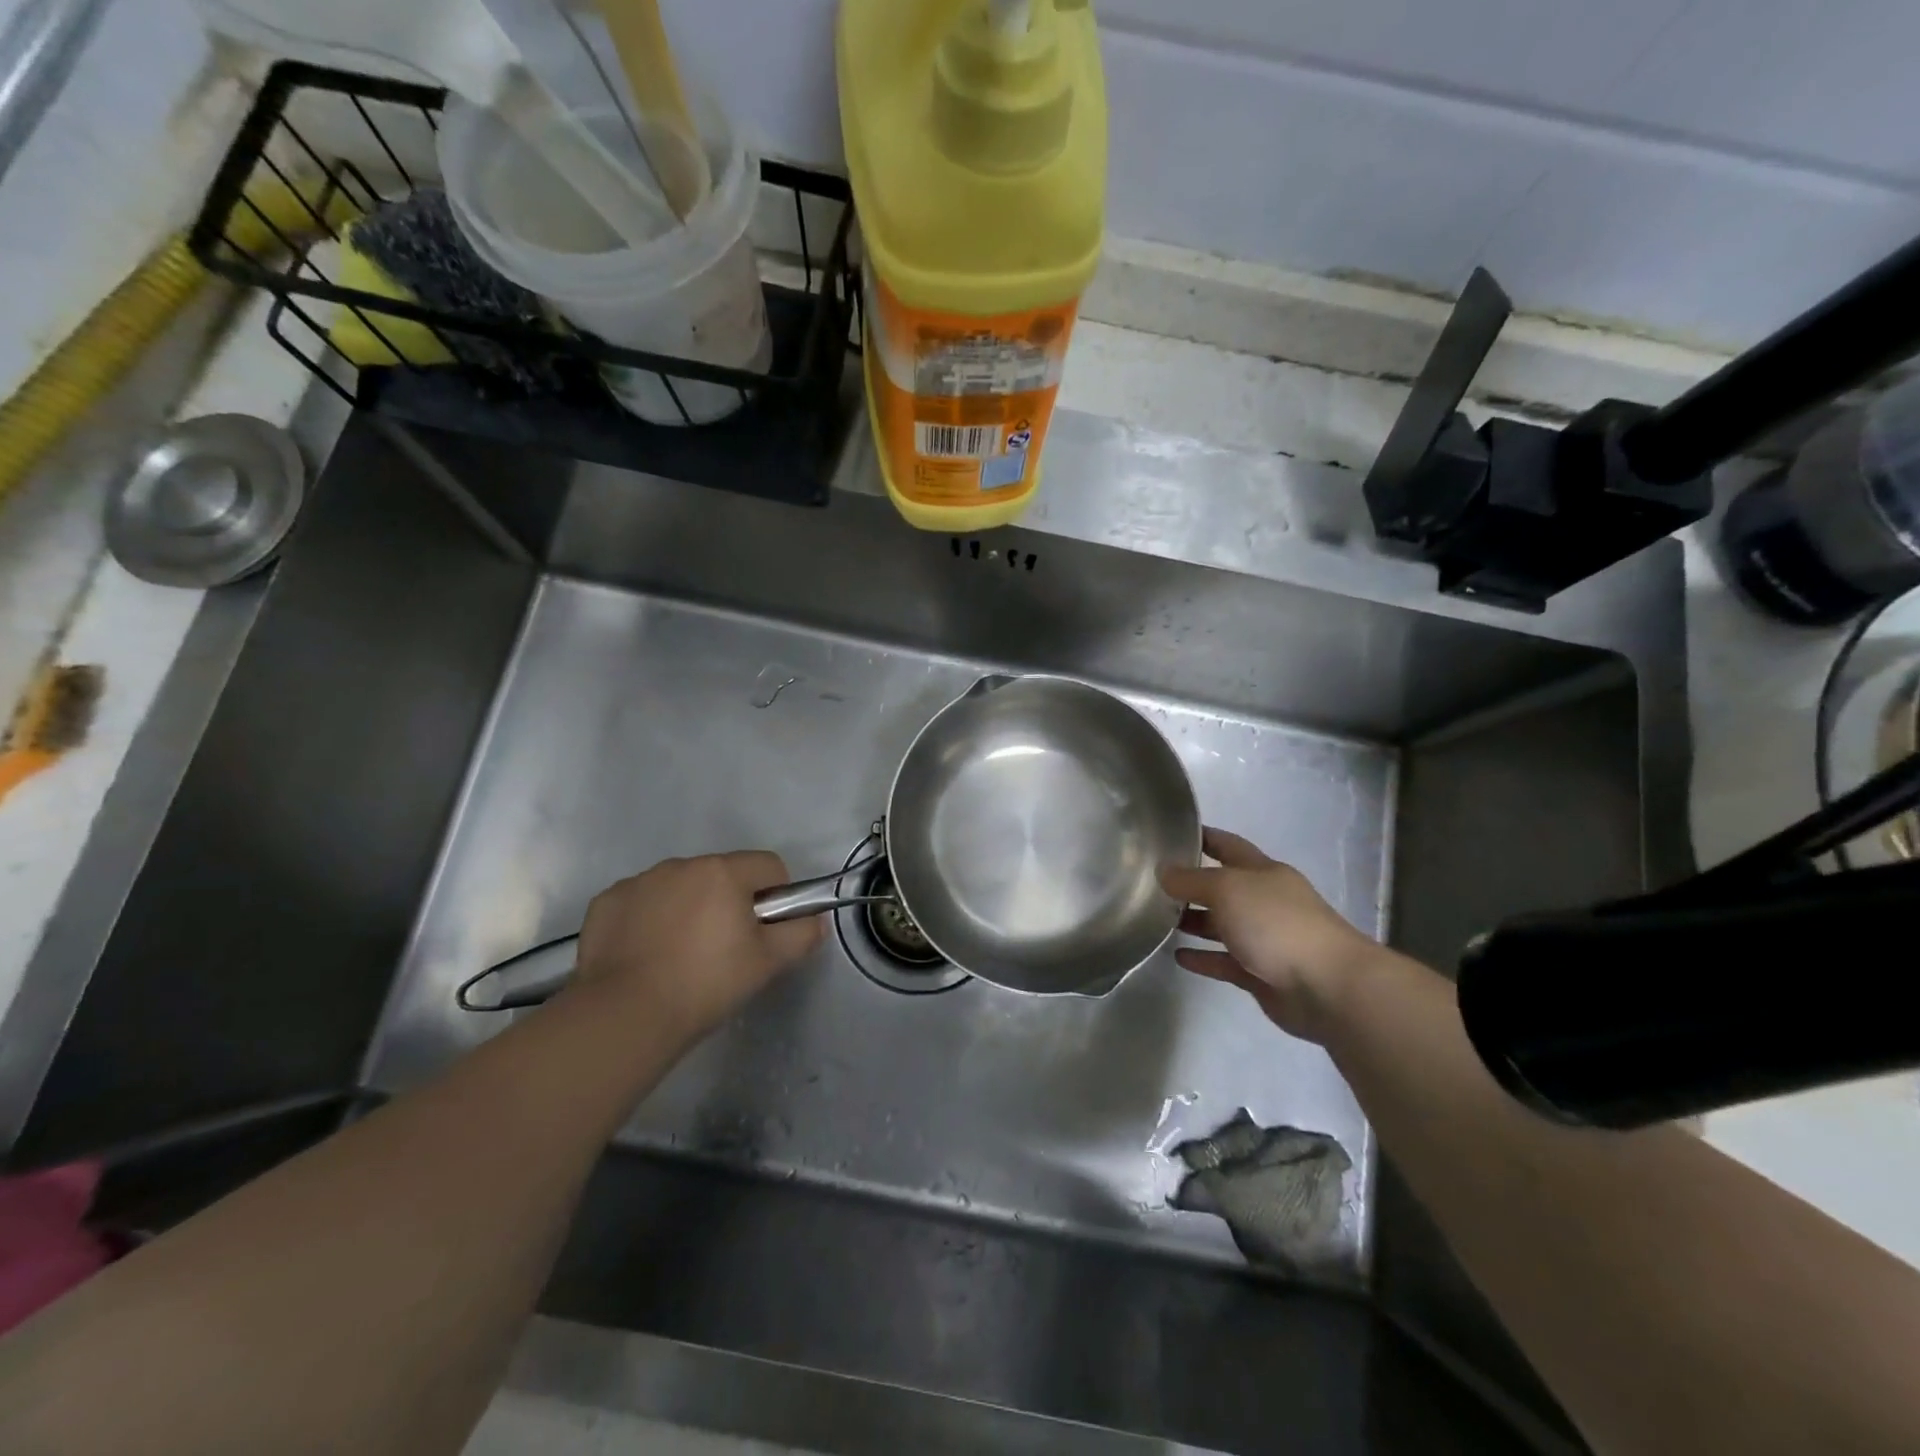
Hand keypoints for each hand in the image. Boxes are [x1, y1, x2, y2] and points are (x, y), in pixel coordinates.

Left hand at [572, 852, 822, 1042]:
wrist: (624, 1015)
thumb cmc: (706, 983)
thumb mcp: (768, 963)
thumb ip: (800, 934)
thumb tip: (814, 921)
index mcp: (723, 871)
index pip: (769, 866)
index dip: (777, 896)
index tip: (766, 931)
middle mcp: (681, 864)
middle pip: (723, 874)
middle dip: (730, 902)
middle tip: (726, 949)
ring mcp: (639, 881)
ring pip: (681, 887)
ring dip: (689, 908)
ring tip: (681, 956)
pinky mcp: (606, 902)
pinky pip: (642, 902)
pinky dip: (649, 920)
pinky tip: (646, 956)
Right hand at [1159, 827, 1379, 1042]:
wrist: (1327, 987)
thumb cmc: (1276, 924)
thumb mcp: (1227, 889)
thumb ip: (1192, 880)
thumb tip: (1163, 871)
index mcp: (1263, 872)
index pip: (1228, 846)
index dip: (1203, 837)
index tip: (1172, 833)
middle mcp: (1265, 901)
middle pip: (1223, 887)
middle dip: (1192, 885)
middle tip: (1153, 884)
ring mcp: (1265, 939)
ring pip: (1223, 925)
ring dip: (1194, 922)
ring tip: (1159, 921)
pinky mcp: (1262, 974)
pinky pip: (1225, 962)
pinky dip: (1204, 958)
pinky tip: (1179, 957)